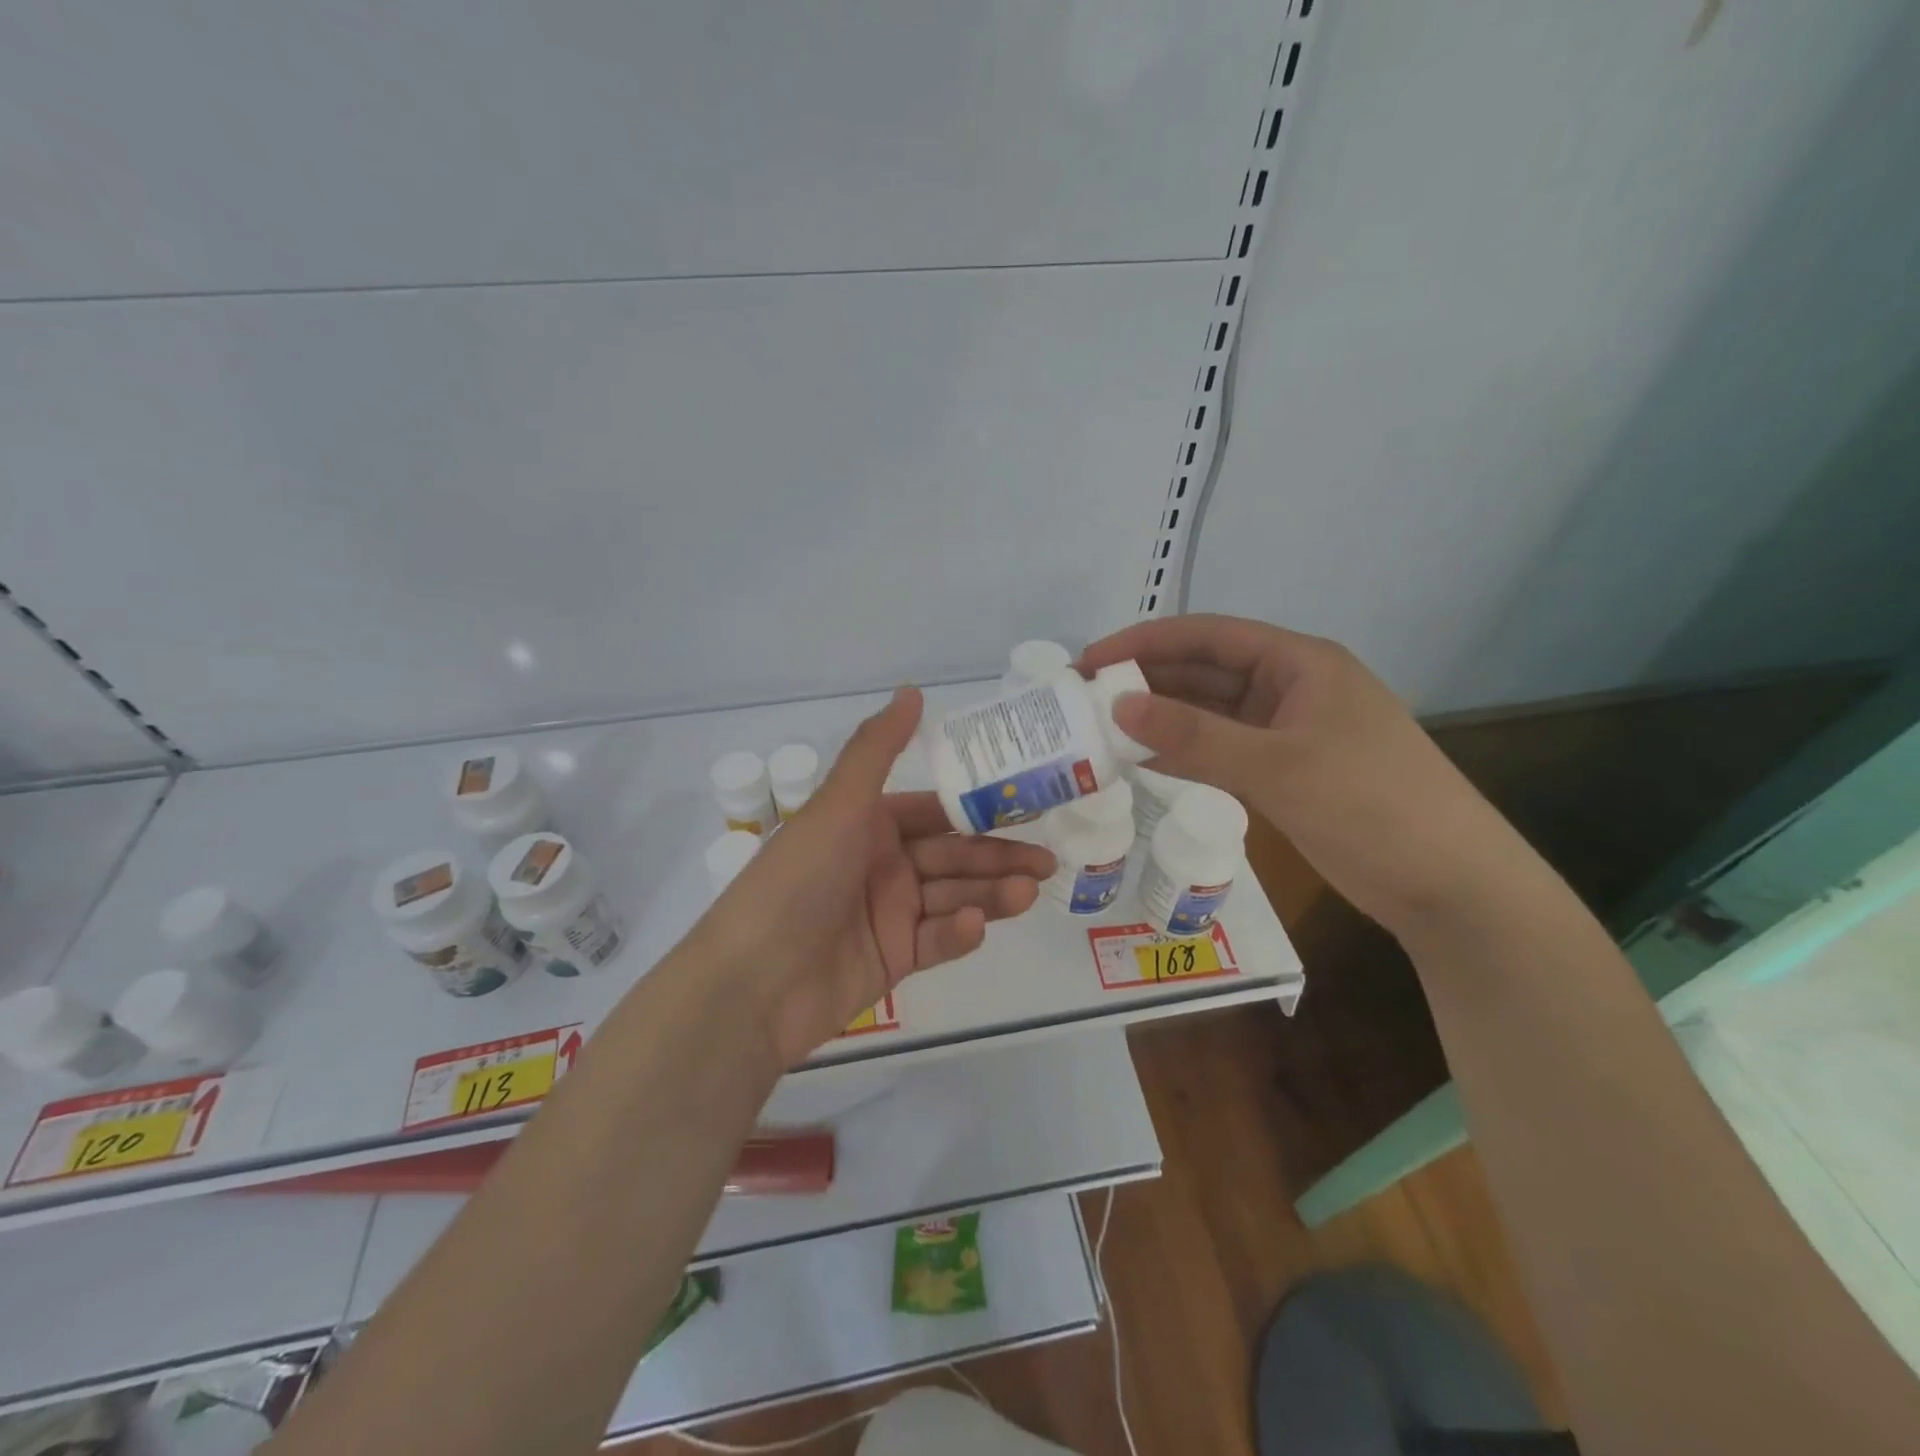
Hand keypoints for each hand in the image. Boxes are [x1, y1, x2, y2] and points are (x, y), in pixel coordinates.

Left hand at [702, 688, 1054, 1067]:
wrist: (753, 983)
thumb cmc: (798, 880)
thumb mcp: (838, 806)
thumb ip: (877, 749)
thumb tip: (912, 691)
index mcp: (867, 825)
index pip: (934, 812)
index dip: (977, 809)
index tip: (1026, 806)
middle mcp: (880, 865)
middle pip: (951, 856)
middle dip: (997, 857)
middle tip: (1046, 861)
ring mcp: (887, 915)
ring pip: (951, 896)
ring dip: (989, 893)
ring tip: (1028, 891)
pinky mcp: (892, 961)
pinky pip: (935, 941)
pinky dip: (958, 932)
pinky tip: (975, 925)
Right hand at [1080, 615, 1521, 933]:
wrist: (1447, 885)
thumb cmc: (1371, 805)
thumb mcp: (1277, 765)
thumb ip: (1194, 736)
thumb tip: (1117, 706)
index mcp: (1299, 664)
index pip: (1208, 635)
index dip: (1145, 641)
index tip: (1090, 660)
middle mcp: (1289, 689)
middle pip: (1204, 672)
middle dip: (1145, 681)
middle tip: (1082, 697)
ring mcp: (1286, 733)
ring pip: (1208, 715)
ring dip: (1159, 720)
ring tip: (1098, 729)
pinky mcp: (1283, 774)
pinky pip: (1219, 752)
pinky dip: (1181, 755)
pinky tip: (1139, 763)